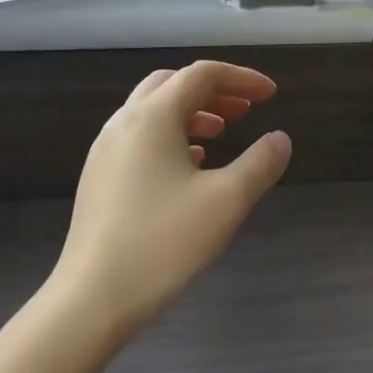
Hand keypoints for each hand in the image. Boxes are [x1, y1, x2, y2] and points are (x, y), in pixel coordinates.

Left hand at [51, 60, 291, 333]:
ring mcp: (105, 150)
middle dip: (213, 90)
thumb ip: (260, 164)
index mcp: (152, 117)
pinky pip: (139, 138)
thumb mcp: (226, 201)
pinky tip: (189, 166)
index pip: (202, 75)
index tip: (271, 95)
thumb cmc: (163, 242)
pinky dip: (170, 136)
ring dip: (191, 112)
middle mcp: (123, 123)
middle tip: (246, 110)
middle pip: (172, 84)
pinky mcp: (99, 177)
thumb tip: (280, 139)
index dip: (242, 78)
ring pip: (152, 111)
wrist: (93, 298)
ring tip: (221, 133)